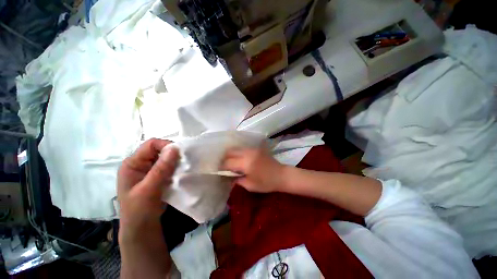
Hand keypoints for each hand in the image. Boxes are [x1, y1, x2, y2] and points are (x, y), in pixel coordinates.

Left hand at [117, 139, 178, 234]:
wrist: (142, 228)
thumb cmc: (139, 210)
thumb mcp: (149, 189)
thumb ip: (161, 169)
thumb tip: (175, 148)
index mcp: (132, 164)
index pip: (151, 145)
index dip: (166, 146)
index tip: (180, 154)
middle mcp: (140, 164)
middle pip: (159, 150)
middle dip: (172, 155)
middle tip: (183, 163)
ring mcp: (148, 170)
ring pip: (165, 158)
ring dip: (175, 162)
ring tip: (183, 168)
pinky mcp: (156, 176)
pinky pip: (168, 166)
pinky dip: (175, 168)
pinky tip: (180, 173)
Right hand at [222, 147, 287, 192]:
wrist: (281, 175)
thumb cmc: (266, 183)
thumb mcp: (250, 185)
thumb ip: (237, 179)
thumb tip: (228, 176)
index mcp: (246, 163)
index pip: (228, 162)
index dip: (222, 167)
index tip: (218, 170)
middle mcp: (248, 153)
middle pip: (230, 151)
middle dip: (224, 158)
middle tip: (223, 166)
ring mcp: (252, 149)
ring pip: (236, 148)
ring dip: (231, 154)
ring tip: (230, 162)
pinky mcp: (256, 148)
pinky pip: (242, 148)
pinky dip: (237, 153)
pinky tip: (238, 159)